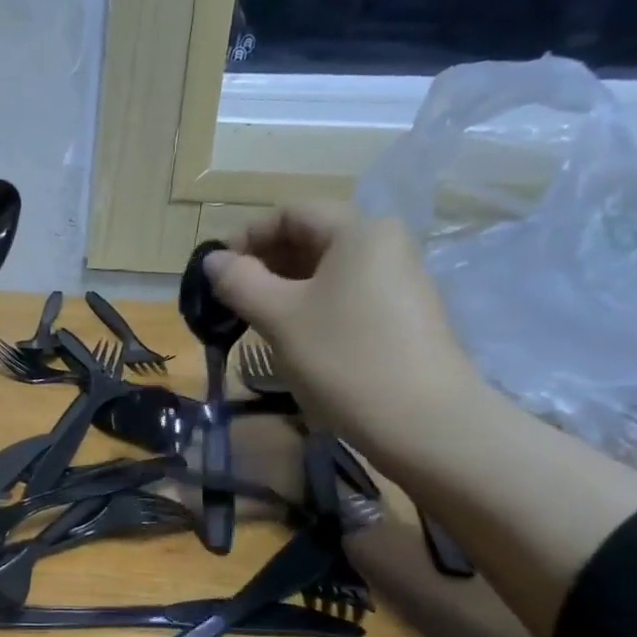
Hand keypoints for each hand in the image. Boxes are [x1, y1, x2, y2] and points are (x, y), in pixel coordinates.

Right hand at [204, 201, 479, 459]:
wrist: (423, 423)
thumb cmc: (344, 357)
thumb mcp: (279, 317)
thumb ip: (239, 281)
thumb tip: (213, 259)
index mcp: (359, 231)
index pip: (291, 213)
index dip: (247, 235)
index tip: (217, 272)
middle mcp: (384, 245)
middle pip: (311, 237)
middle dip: (264, 262)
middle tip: (230, 298)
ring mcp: (397, 282)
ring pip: (325, 270)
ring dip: (282, 287)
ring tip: (253, 319)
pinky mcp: (399, 316)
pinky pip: (343, 295)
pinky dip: (309, 306)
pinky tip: (291, 337)